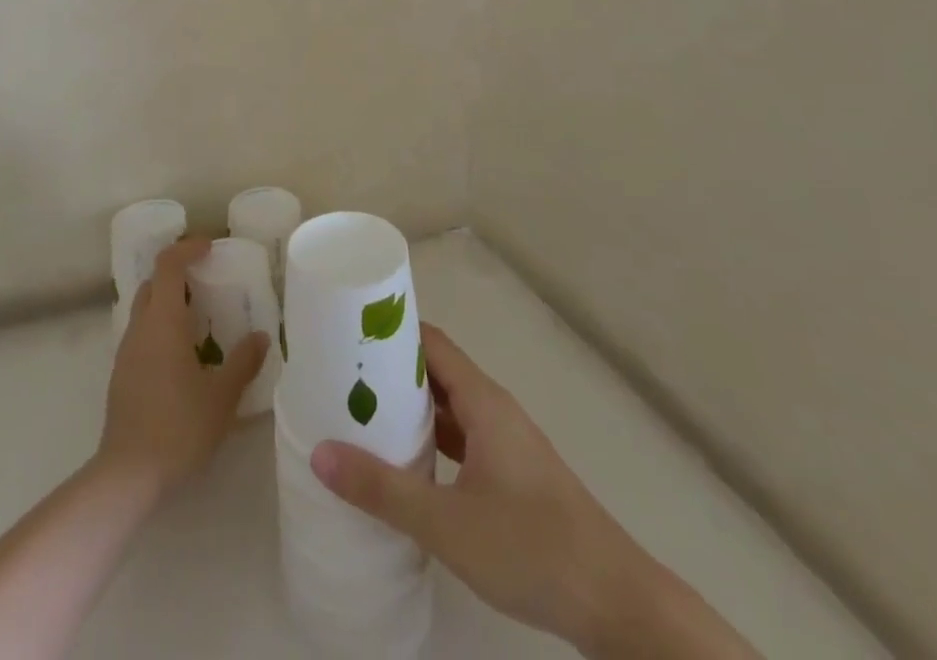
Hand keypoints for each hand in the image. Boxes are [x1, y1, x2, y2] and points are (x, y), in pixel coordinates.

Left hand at [97, 238, 268, 500]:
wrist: (128, 475)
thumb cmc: (178, 428)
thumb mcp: (222, 396)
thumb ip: (243, 362)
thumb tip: (260, 336)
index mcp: (163, 322)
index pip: (168, 265)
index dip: (187, 248)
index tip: (209, 247)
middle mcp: (140, 328)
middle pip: (153, 283)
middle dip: (177, 274)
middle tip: (207, 281)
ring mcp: (126, 352)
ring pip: (145, 309)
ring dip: (168, 302)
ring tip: (200, 318)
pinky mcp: (121, 375)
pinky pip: (142, 334)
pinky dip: (161, 328)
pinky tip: (183, 355)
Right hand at [312, 324, 750, 658]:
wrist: (617, 606)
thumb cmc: (531, 548)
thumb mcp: (446, 523)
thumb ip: (382, 489)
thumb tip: (319, 454)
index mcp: (482, 400)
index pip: (428, 341)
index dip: (389, 330)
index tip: (346, 331)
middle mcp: (494, 409)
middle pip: (435, 370)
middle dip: (390, 369)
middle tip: (339, 375)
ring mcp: (506, 443)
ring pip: (448, 407)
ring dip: (409, 407)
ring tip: (359, 414)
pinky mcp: (512, 476)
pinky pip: (462, 438)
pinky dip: (431, 439)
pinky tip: (405, 463)